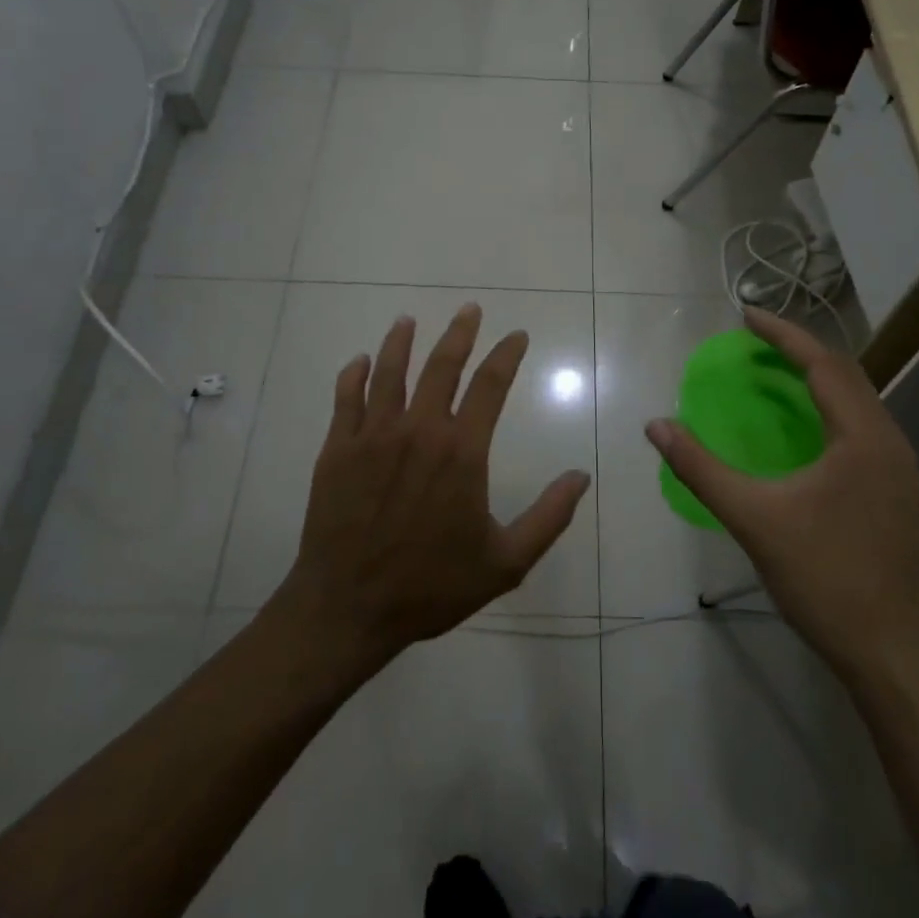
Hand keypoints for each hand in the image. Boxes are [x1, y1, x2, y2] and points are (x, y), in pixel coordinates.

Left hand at [277, 304, 590, 669]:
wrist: (348, 608)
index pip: (490, 385)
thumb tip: (581, 476)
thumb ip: (548, 516)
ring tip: (408, 320)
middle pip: (442, 365)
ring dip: (402, 341)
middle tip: (469, 309)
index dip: (506, 355)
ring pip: (390, 372)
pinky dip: (355, 374)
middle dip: (460, 333)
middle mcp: (419, 430)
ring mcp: (373, 436)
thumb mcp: (505, 562)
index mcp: (462, 451)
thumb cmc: (431, 586)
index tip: (516, 335)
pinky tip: (361, 361)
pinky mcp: (337, 449)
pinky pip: (346, 398)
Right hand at [645, 307, 918, 678]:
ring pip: (856, 400)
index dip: (783, 335)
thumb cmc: (822, 577)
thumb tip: (657, 426)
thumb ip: (701, 468)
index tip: (745, 315)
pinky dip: (826, 408)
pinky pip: (859, 425)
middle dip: (799, 350)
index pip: (823, 364)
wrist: (887, 649)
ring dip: (816, 378)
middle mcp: (888, 440)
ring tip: (773, 373)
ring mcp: (896, 467)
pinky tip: (801, 425)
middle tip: (754, 341)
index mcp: (863, 437)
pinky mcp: (892, 489)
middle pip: (845, 374)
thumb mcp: (753, 518)